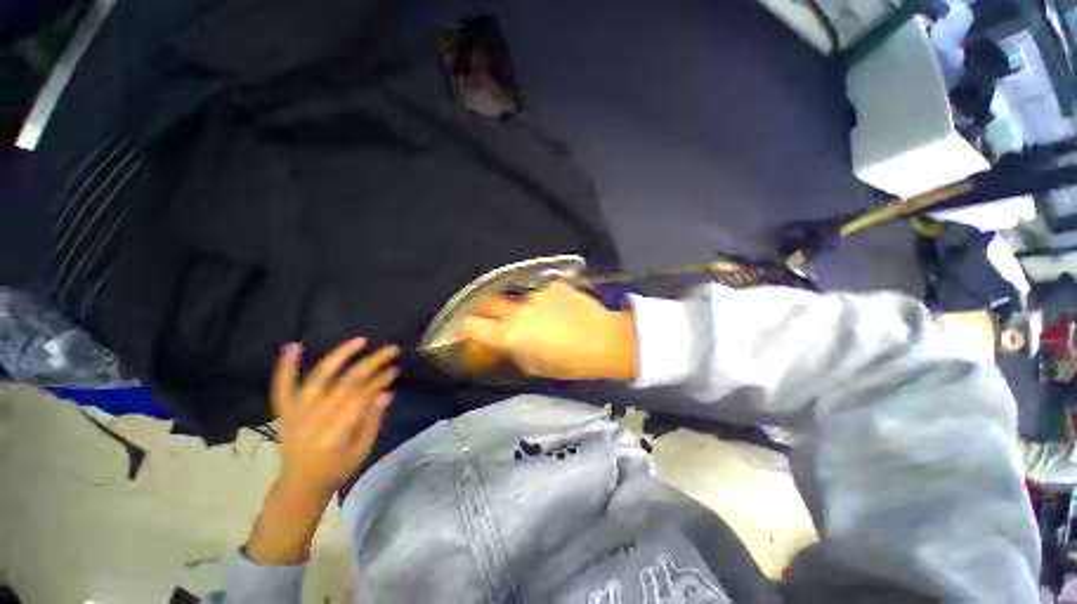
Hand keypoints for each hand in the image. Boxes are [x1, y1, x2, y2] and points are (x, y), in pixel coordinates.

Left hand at [272, 338, 399, 492]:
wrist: (299, 484)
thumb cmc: (337, 468)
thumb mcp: (362, 450)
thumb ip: (373, 421)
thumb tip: (387, 393)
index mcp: (335, 434)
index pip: (362, 398)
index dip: (380, 380)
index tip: (395, 369)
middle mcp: (313, 420)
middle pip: (346, 383)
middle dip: (371, 363)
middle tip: (391, 350)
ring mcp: (296, 413)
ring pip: (319, 378)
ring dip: (339, 356)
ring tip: (360, 341)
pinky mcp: (284, 410)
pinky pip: (282, 386)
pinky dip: (286, 367)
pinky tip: (293, 346)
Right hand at [459, 281, 637, 380]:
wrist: (605, 341)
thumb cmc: (569, 362)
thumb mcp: (534, 366)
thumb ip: (512, 351)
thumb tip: (500, 343)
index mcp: (509, 335)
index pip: (472, 325)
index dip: (466, 328)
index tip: (469, 330)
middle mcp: (516, 310)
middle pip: (487, 303)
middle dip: (485, 310)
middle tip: (493, 318)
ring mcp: (535, 294)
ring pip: (516, 298)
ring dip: (519, 308)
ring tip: (537, 317)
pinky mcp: (553, 285)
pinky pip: (540, 293)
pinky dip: (543, 302)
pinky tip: (557, 309)